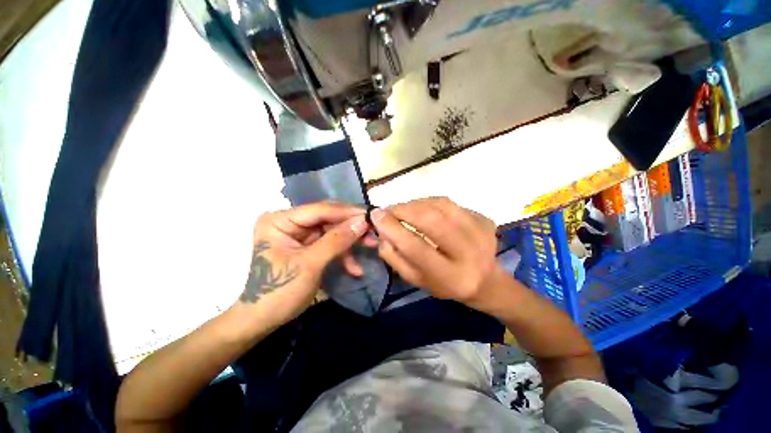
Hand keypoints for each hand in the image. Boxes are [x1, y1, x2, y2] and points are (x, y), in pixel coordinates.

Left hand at [237, 201, 369, 326]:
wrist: (263, 320)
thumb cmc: (279, 291)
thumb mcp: (310, 264)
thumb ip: (337, 241)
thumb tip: (362, 222)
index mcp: (281, 220)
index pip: (320, 210)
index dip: (347, 212)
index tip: (370, 216)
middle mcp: (290, 222)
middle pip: (328, 219)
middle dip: (351, 228)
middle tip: (373, 233)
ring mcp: (299, 234)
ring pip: (333, 230)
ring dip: (350, 242)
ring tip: (371, 247)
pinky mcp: (307, 246)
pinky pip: (330, 243)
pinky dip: (343, 254)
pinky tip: (354, 268)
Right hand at [371, 197, 500, 304]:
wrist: (484, 280)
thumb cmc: (444, 283)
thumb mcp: (416, 279)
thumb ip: (395, 257)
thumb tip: (381, 230)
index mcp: (451, 277)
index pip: (416, 248)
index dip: (393, 229)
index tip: (375, 215)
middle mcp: (470, 252)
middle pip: (431, 220)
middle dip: (404, 210)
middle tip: (388, 209)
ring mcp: (481, 231)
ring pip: (441, 205)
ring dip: (415, 203)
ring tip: (403, 209)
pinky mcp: (484, 218)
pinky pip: (450, 203)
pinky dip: (430, 202)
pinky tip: (423, 209)